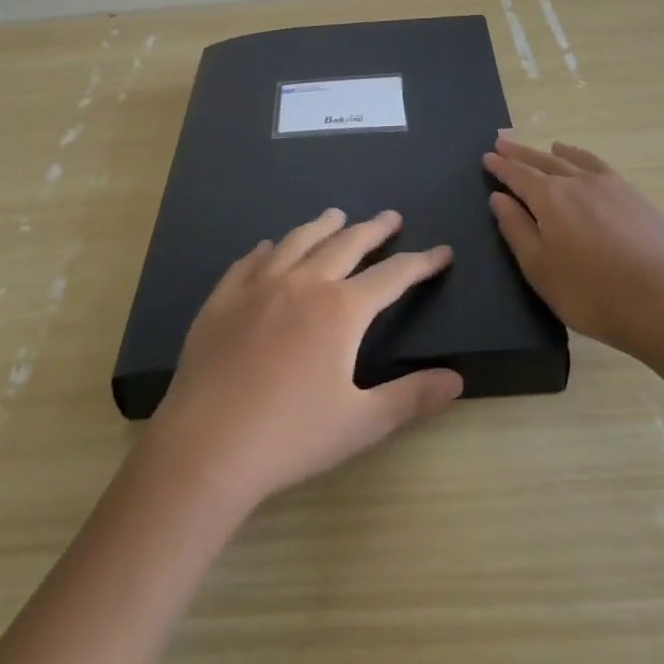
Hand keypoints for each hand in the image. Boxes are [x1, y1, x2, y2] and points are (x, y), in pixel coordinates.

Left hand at [145, 209, 462, 507]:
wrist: (206, 447)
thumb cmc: (290, 437)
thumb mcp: (361, 423)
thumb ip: (411, 397)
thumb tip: (456, 379)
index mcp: (340, 310)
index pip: (393, 276)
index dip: (422, 263)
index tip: (442, 252)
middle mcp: (302, 284)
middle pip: (346, 245)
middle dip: (373, 230)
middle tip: (391, 218)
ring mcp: (257, 287)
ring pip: (297, 241)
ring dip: (322, 226)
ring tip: (336, 216)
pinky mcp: (222, 299)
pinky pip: (250, 261)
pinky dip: (269, 249)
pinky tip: (270, 247)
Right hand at [484, 137, 663, 362]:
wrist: (662, 300)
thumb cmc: (589, 291)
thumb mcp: (539, 267)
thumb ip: (516, 229)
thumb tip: (499, 198)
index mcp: (549, 198)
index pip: (518, 175)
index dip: (501, 166)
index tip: (488, 156)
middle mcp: (578, 182)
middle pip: (544, 160)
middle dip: (521, 153)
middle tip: (504, 142)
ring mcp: (612, 186)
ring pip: (576, 160)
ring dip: (557, 152)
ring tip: (548, 145)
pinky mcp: (637, 198)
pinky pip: (602, 168)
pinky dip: (587, 160)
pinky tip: (588, 167)